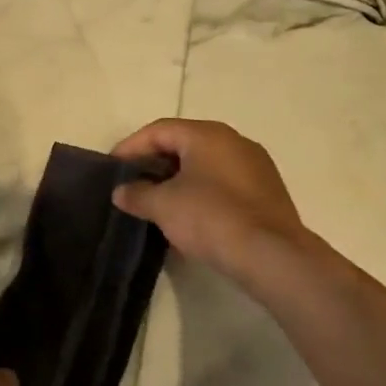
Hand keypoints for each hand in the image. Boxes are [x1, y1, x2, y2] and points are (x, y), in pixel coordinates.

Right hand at [111, 118, 316, 276]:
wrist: (272, 256)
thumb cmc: (211, 218)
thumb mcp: (163, 206)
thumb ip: (137, 194)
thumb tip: (121, 192)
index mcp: (207, 134)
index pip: (159, 130)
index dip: (131, 146)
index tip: (113, 167)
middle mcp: (234, 141)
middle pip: (184, 144)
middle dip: (155, 162)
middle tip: (134, 182)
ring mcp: (255, 166)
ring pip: (206, 165)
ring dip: (179, 179)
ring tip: (158, 202)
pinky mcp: (267, 192)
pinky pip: (224, 183)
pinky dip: (202, 193)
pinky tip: (190, 216)